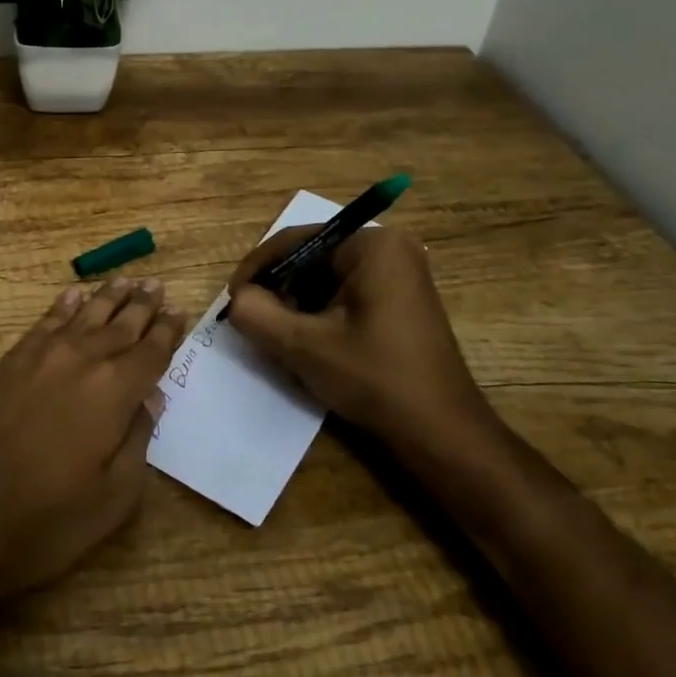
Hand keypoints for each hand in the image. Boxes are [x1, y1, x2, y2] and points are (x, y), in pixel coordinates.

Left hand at [0, 277, 186, 618]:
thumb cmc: (40, 521)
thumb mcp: (110, 500)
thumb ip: (137, 442)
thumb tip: (151, 399)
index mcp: (114, 393)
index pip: (150, 353)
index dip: (166, 332)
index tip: (178, 312)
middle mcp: (82, 361)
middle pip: (120, 325)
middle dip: (141, 305)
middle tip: (157, 284)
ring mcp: (41, 356)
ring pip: (85, 315)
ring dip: (108, 297)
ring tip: (126, 280)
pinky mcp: (9, 361)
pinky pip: (45, 321)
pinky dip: (62, 305)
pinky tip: (73, 294)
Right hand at [225, 226, 496, 460]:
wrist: (443, 435)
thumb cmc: (376, 379)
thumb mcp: (304, 346)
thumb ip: (257, 314)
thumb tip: (237, 299)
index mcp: (372, 245)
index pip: (296, 241)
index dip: (257, 269)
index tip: (233, 300)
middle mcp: (389, 248)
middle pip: (311, 258)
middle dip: (278, 288)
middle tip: (252, 320)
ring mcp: (399, 273)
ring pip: (325, 278)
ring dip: (296, 304)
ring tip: (276, 334)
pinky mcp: (400, 300)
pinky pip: (345, 293)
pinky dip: (320, 313)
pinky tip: (307, 343)